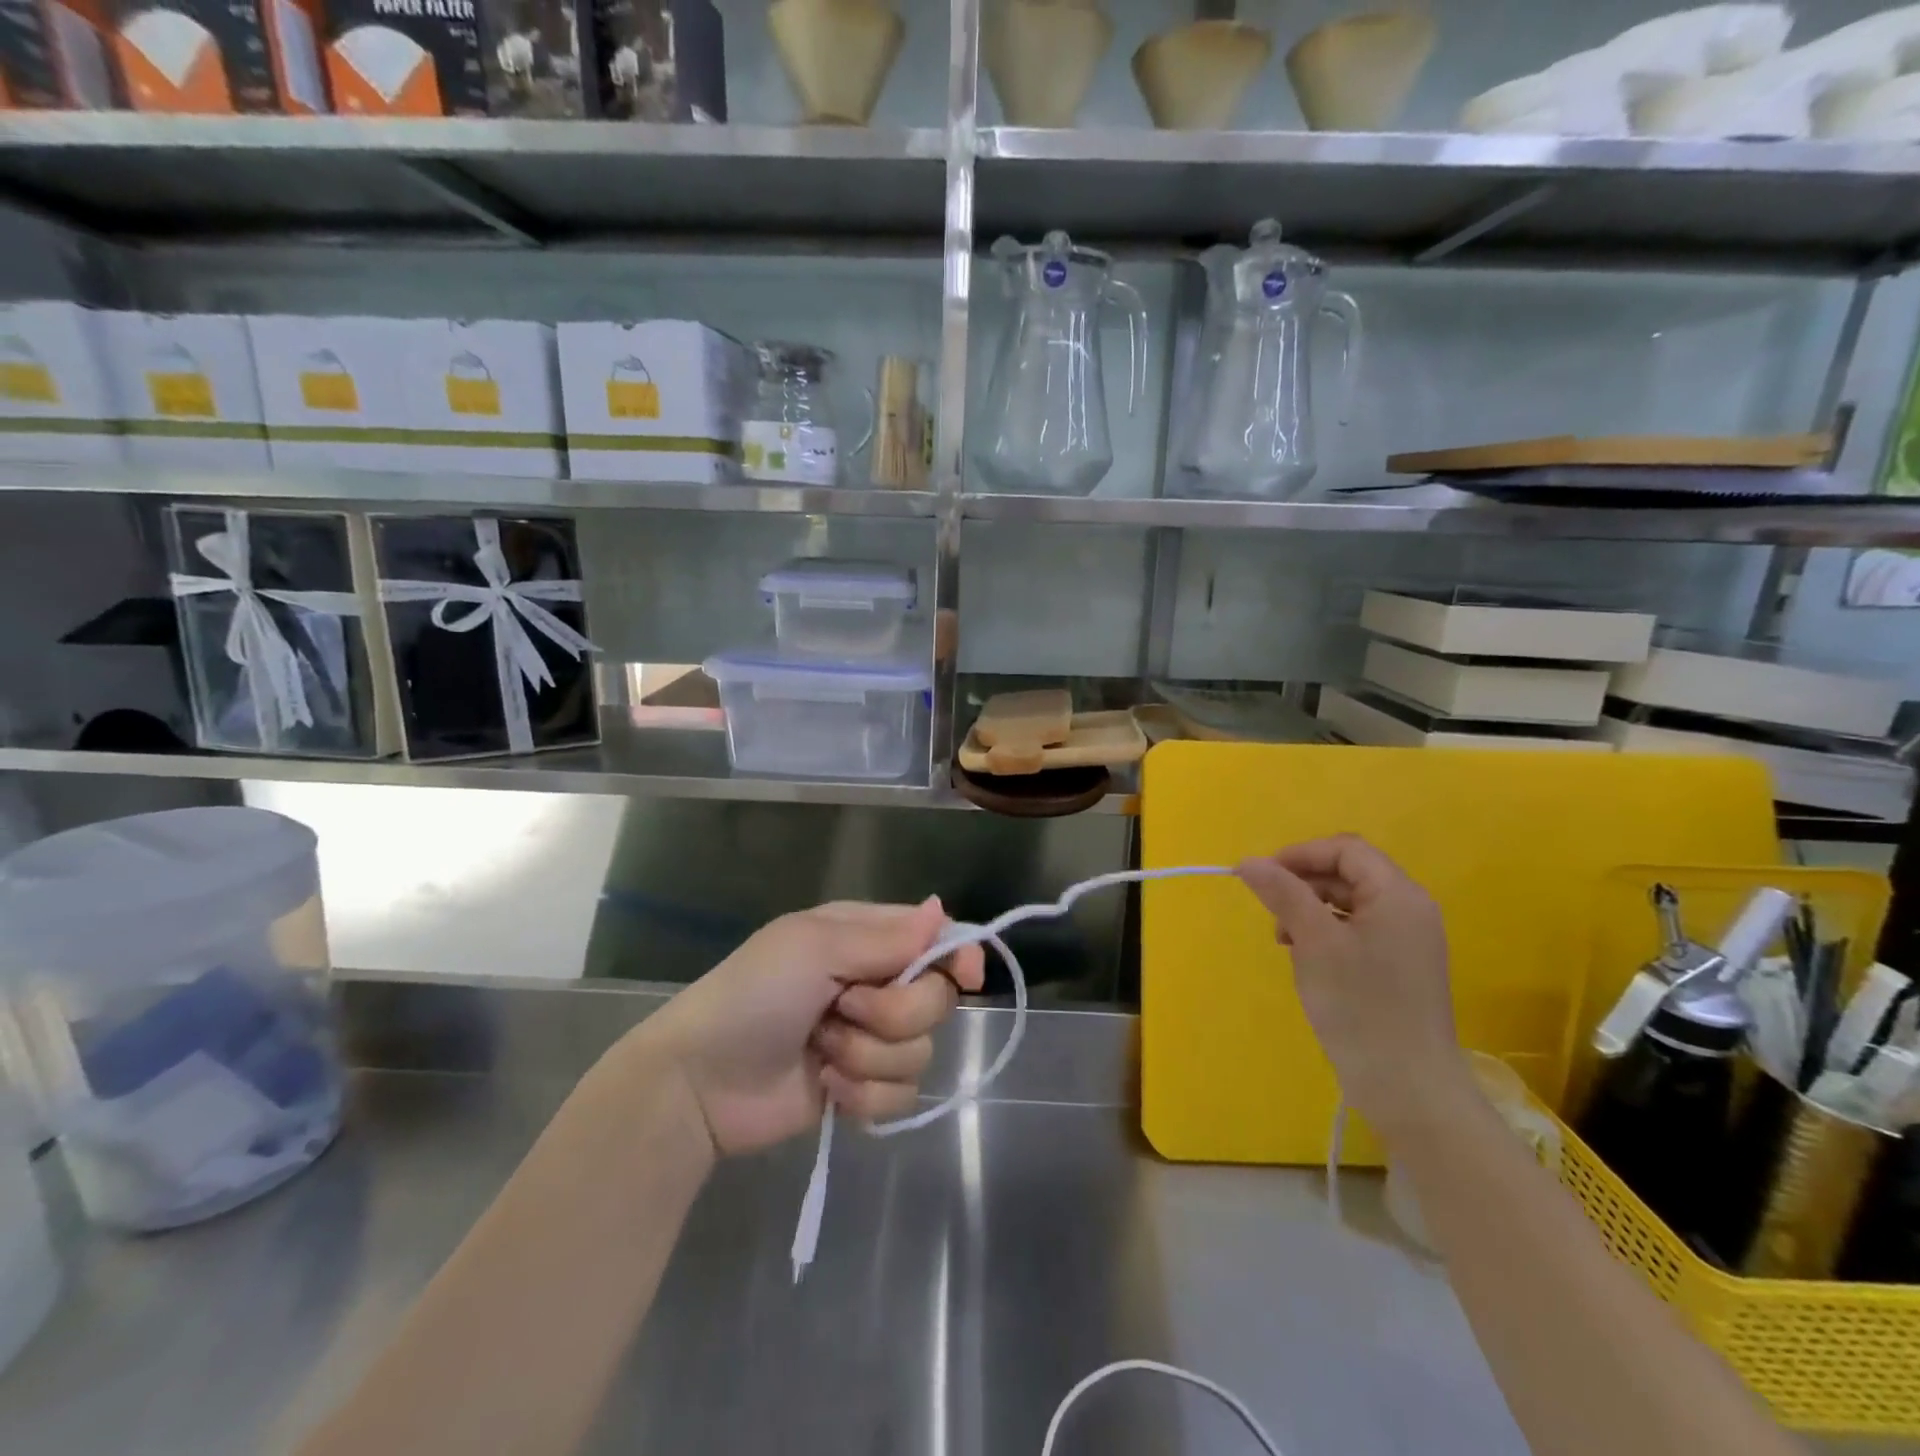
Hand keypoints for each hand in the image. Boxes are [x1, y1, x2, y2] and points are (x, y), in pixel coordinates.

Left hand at [638, 898, 984, 1156]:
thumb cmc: (753, 995)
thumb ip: (885, 937)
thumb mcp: (814, 948)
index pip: (934, 939)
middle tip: (843, 1010)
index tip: (966, 977)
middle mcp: (874, 984)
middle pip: (935, 999)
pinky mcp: (861, 1088)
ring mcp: (868, 1039)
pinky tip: (826, 1087)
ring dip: (868, 1056)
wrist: (700, 1082)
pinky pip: (900, 1096)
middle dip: (893, 1013)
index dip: (956, 957)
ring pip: (920, 1052)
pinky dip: (863, 1095)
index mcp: (863, 938)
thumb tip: (941, 908)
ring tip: (820, 1052)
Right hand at [1237, 836, 1465, 1136]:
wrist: (1409, 1088)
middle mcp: (1409, 909)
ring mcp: (1407, 940)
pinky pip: (1356, 930)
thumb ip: (1283, 894)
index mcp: (1398, 895)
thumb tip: (1249, 862)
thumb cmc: (1361, 1006)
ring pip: (1348, 902)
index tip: (1261, 877)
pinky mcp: (1399, 967)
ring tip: (1284, 941)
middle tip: (1270, 913)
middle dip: (1303, 884)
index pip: (1346, 849)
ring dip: (1309, 909)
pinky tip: (1305, 958)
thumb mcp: (1314, 942)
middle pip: (1348, 873)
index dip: (1300, 855)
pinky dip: (1325, 933)